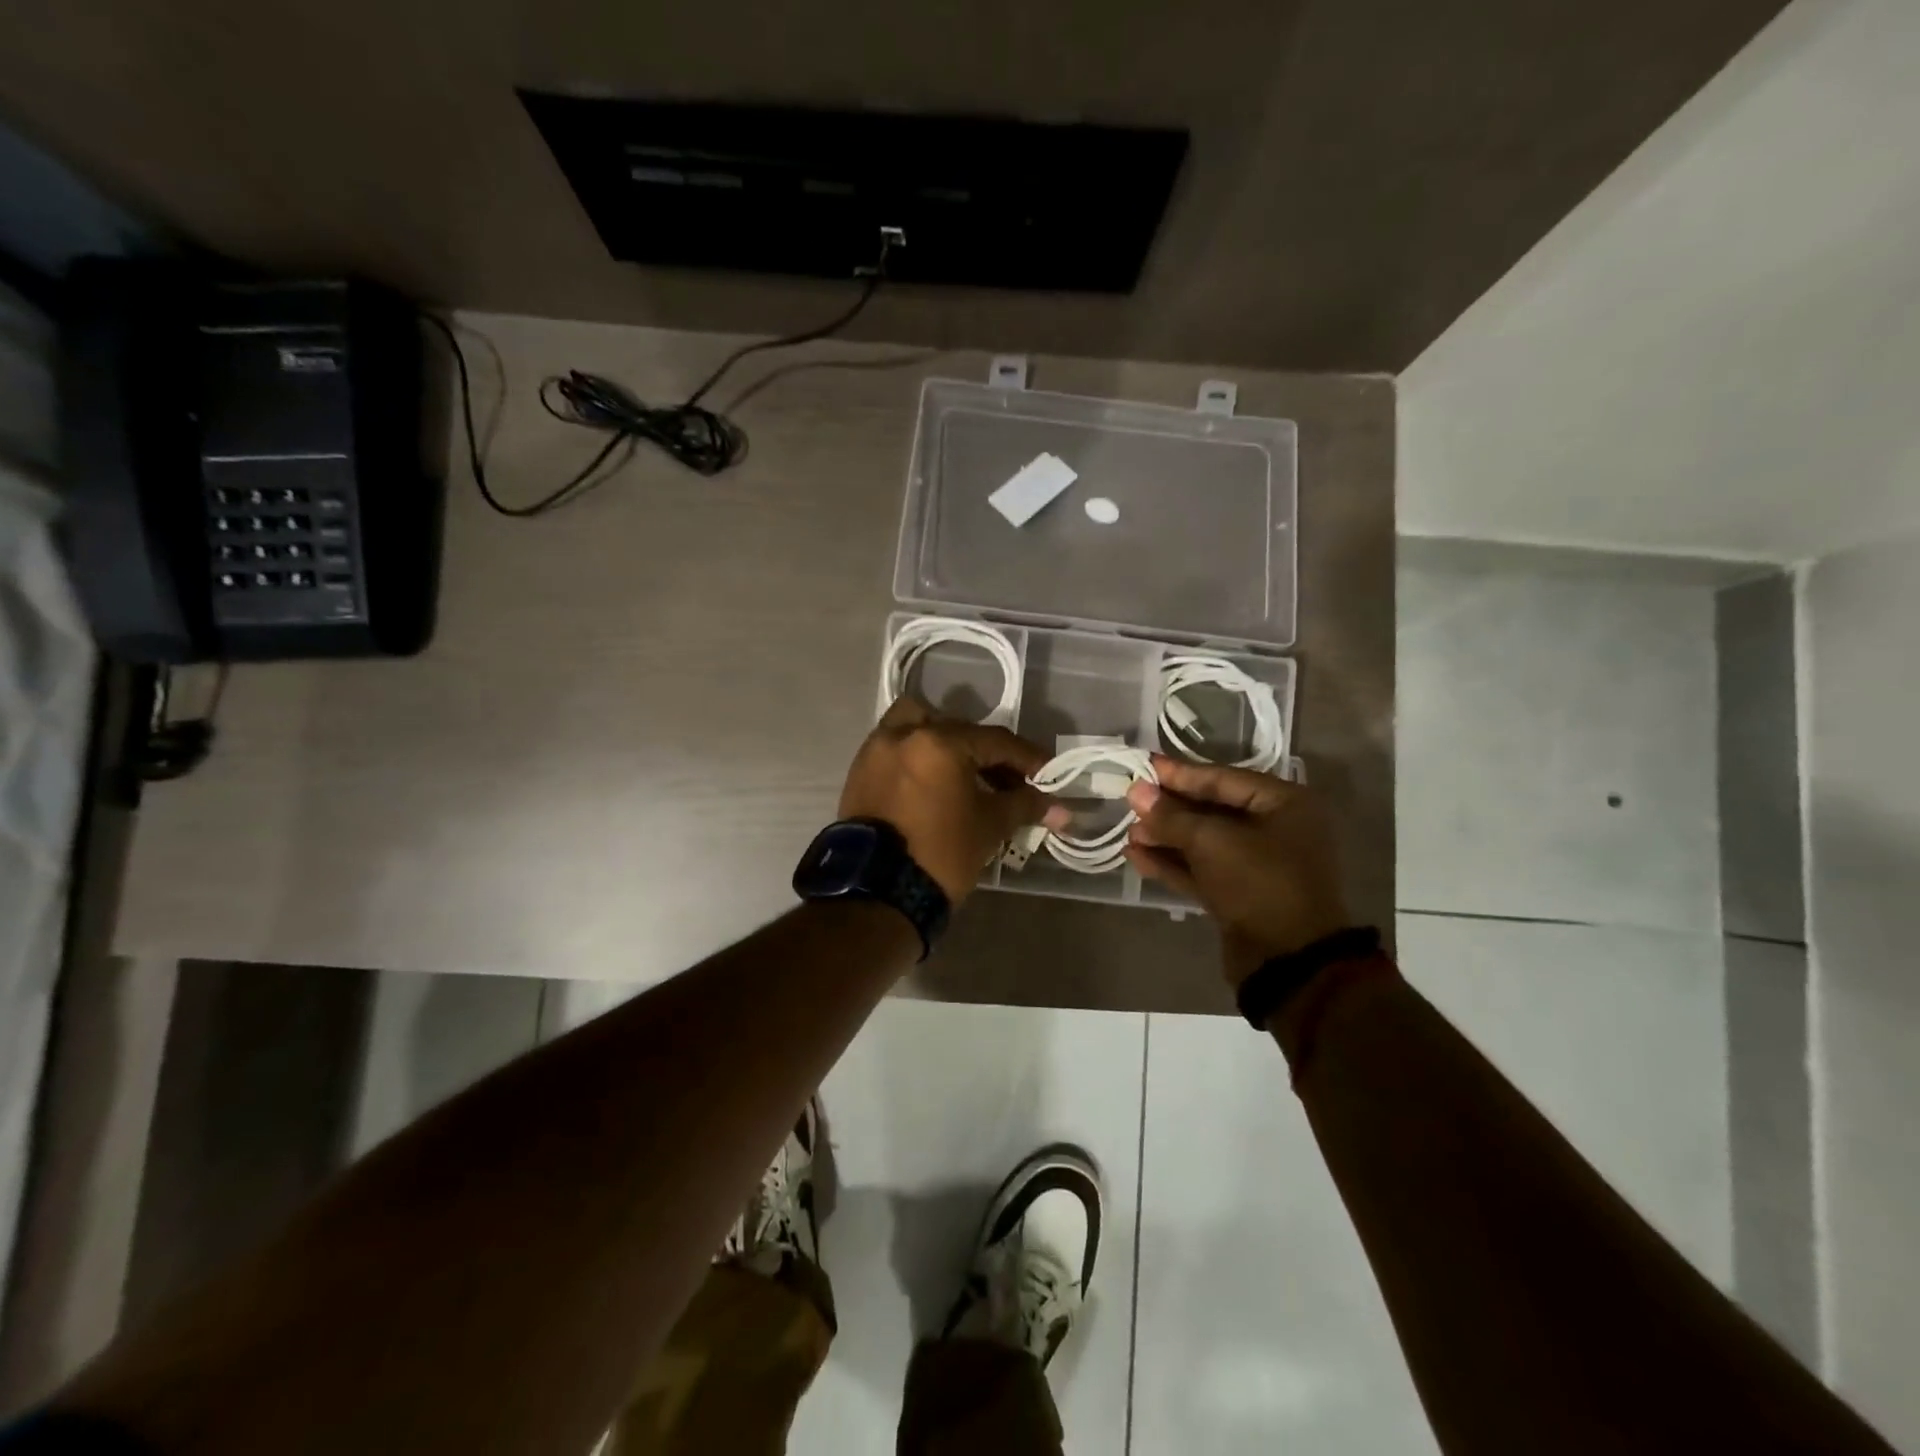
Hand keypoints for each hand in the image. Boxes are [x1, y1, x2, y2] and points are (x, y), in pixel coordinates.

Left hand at [841, 697, 1068, 904]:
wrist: (876, 895)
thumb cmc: (941, 854)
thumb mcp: (990, 826)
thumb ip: (1025, 805)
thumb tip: (1060, 808)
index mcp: (939, 742)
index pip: (996, 742)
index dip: (1028, 759)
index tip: (1049, 775)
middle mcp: (904, 734)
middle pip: (958, 730)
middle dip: (987, 753)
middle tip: (1008, 780)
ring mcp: (876, 750)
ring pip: (919, 727)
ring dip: (945, 742)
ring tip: (966, 774)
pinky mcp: (860, 772)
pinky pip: (897, 749)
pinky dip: (919, 757)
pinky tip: (936, 785)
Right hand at [1125, 756, 1350, 986]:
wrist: (1288, 961)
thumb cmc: (1259, 883)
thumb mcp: (1211, 841)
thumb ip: (1171, 816)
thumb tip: (1137, 792)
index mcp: (1283, 804)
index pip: (1222, 779)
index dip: (1179, 774)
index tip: (1143, 766)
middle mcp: (1274, 829)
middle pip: (1212, 809)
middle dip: (1169, 809)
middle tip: (1129, 801)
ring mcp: (1257, 865)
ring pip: (1203, 842)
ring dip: (1165, 838)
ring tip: (1128, 833)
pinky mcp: (1240, 895)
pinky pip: (1202, 870)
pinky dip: (1172, 863)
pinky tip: (1136, 857)